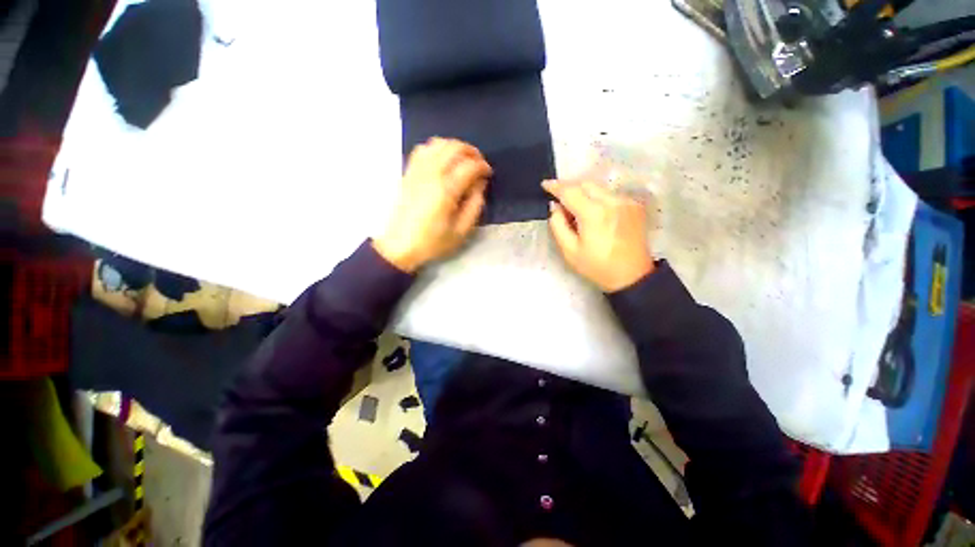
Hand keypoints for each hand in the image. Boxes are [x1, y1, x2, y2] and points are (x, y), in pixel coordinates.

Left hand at [373, 138, 491, 272]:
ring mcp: (417, 171)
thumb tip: (480, 184)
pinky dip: (436, 148)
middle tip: (479, 164)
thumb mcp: (461, 231)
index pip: (469, 166)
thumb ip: (474, 205)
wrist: (400, 246)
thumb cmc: (433, 242)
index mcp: (446, 190)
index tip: (488, 174)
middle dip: (471, 151)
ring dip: (454, 146)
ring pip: (438, 143)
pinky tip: (442, 159)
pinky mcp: (408, 173)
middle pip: (454, 147)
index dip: (483, 166)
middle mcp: (431, 174)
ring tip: (463, 159)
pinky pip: (422, 149)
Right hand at [543, 179, 653, 292]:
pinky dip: (597, 198)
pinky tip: (594, 213)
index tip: (545, 184)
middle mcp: (612, 201)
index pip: (570, 191)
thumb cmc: (597, 266)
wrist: (632, 275)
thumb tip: (555, 206)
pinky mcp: (634, 205)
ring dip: (584, 193)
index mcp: (593, 213)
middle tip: (559, 200)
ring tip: (576, 208)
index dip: (555, 186)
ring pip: (598, 187)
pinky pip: (610, 194)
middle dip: (570, 187)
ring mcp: (626, 201)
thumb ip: (558, 225)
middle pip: (585, 184)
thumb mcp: (569, 251)